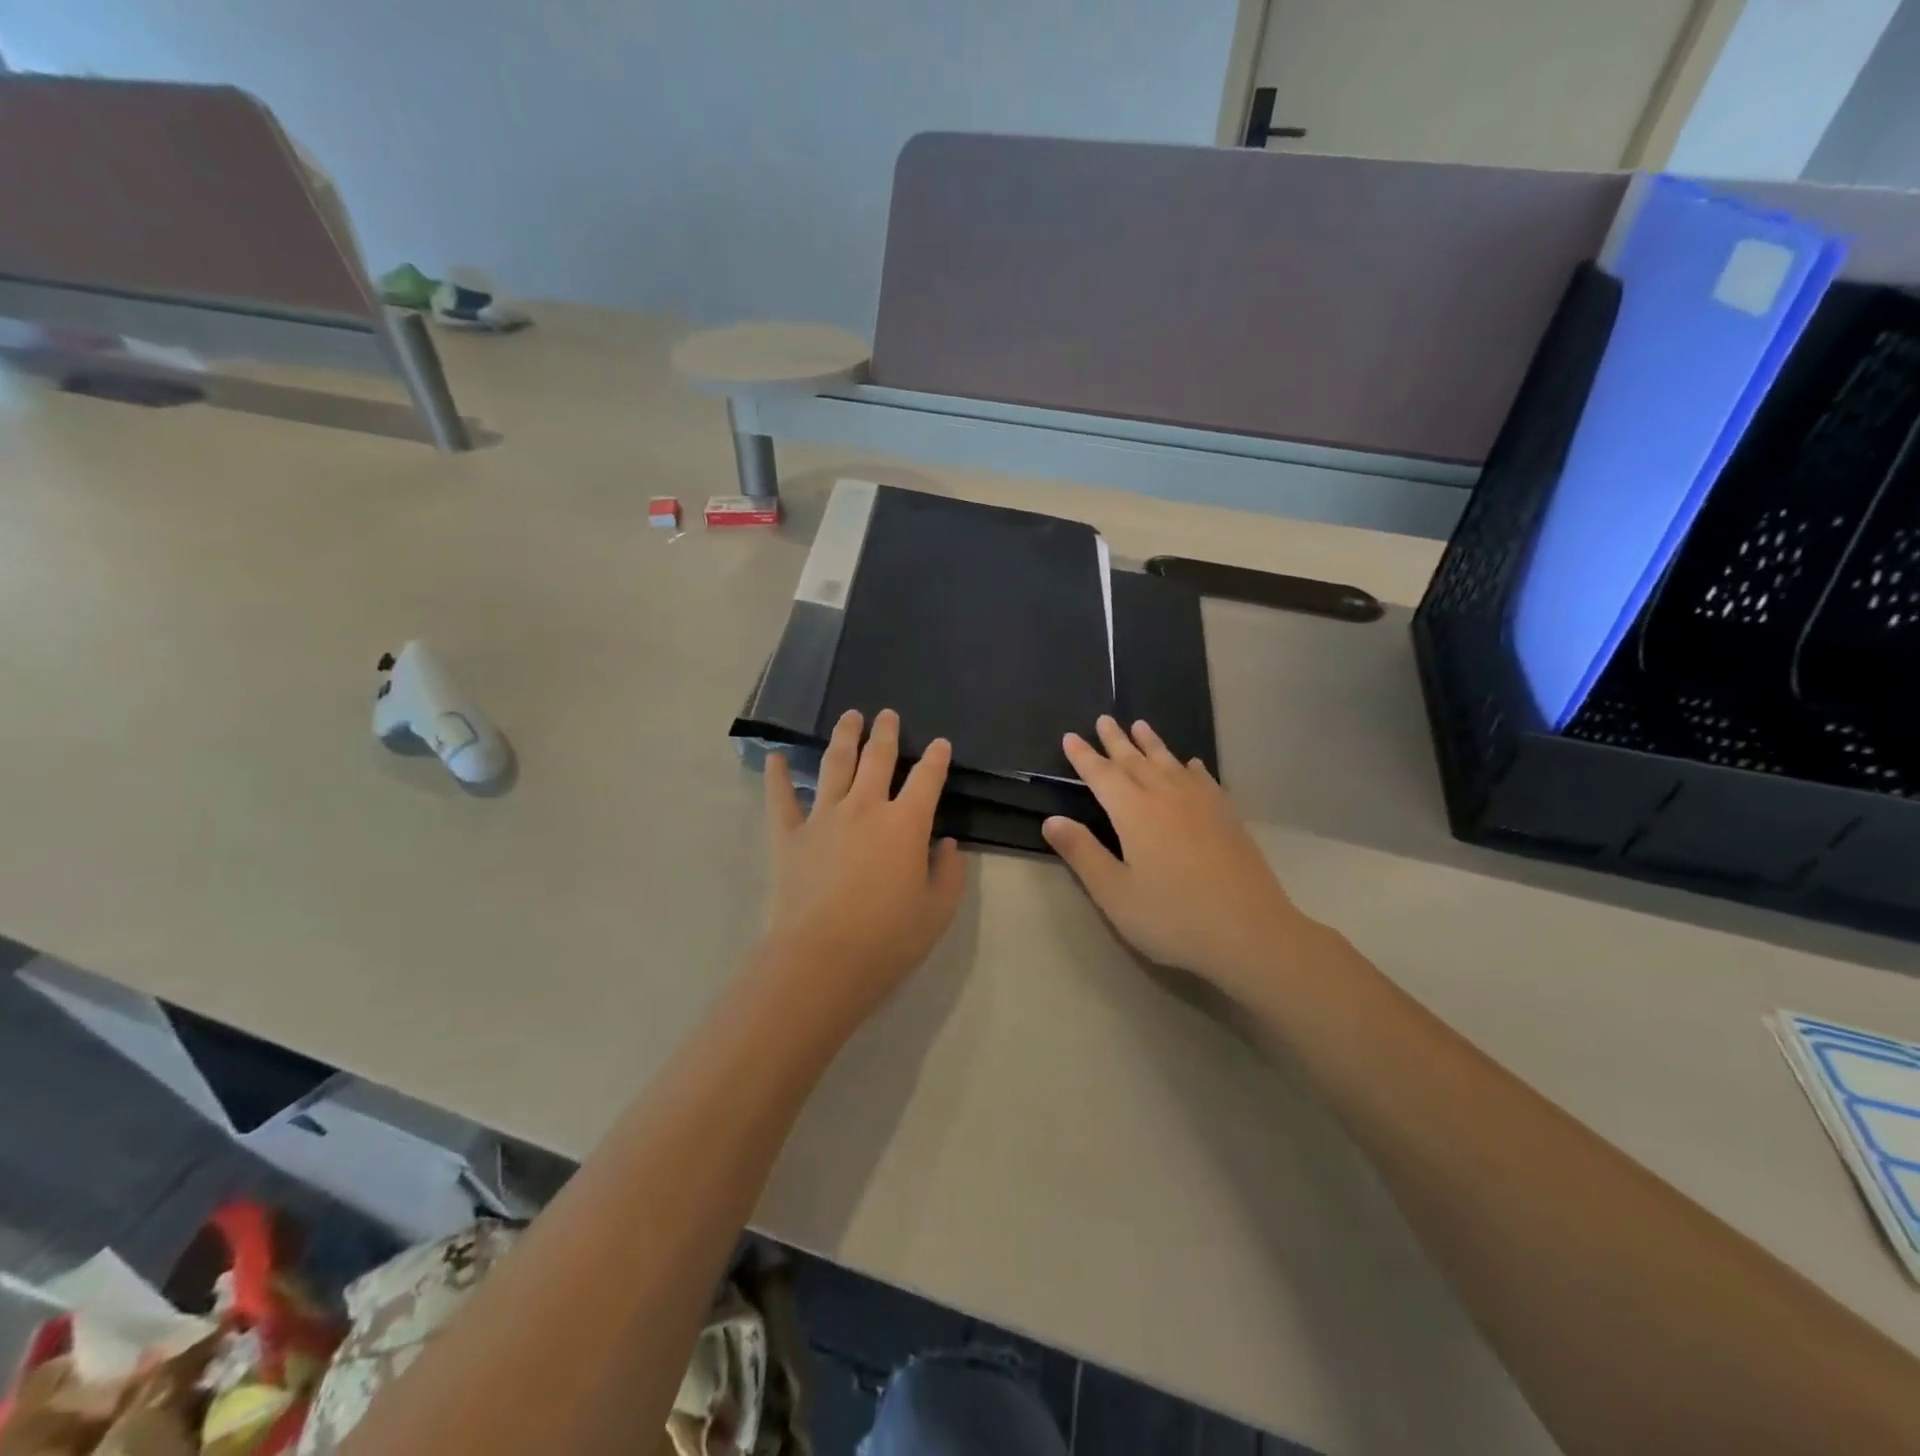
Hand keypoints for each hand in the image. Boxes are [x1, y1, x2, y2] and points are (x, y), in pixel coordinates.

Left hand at [763, 709, 966, 1025]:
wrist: (821, 960)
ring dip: (844, 737)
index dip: (937, 759)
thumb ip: (949, 873)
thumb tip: (946, 844)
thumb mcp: (937, 912)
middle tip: (887, 714)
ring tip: (849, 716)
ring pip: (835, 764)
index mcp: (906, 824)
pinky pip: (781, 797)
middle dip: (886, 733)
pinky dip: (778, 775)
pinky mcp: (789, 835)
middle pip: (878, 759)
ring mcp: (823, 817)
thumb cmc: (888, 939)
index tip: (940, 744)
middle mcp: (865, 808)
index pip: (927, 779)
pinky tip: (776, 757)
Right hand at [1042, 716, 1323, 1003]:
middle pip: (1135, 761)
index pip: (1102, 776)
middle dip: (1116, 741)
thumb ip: (1082, 853)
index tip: (1070, 737)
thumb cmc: (1173, 918)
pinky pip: (1204, 779)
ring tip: (1140, 725)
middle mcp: (1167, 797)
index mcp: (1134, 813)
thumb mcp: (1115, 893)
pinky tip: (1192, 764)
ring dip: (1152, 744)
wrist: (1251, 933)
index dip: (1084, 757)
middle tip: (1103, 719)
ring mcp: (1202, 804)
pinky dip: (1191, 767)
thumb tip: (1052, 820)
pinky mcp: (1227, 817)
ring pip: (1170, 763)